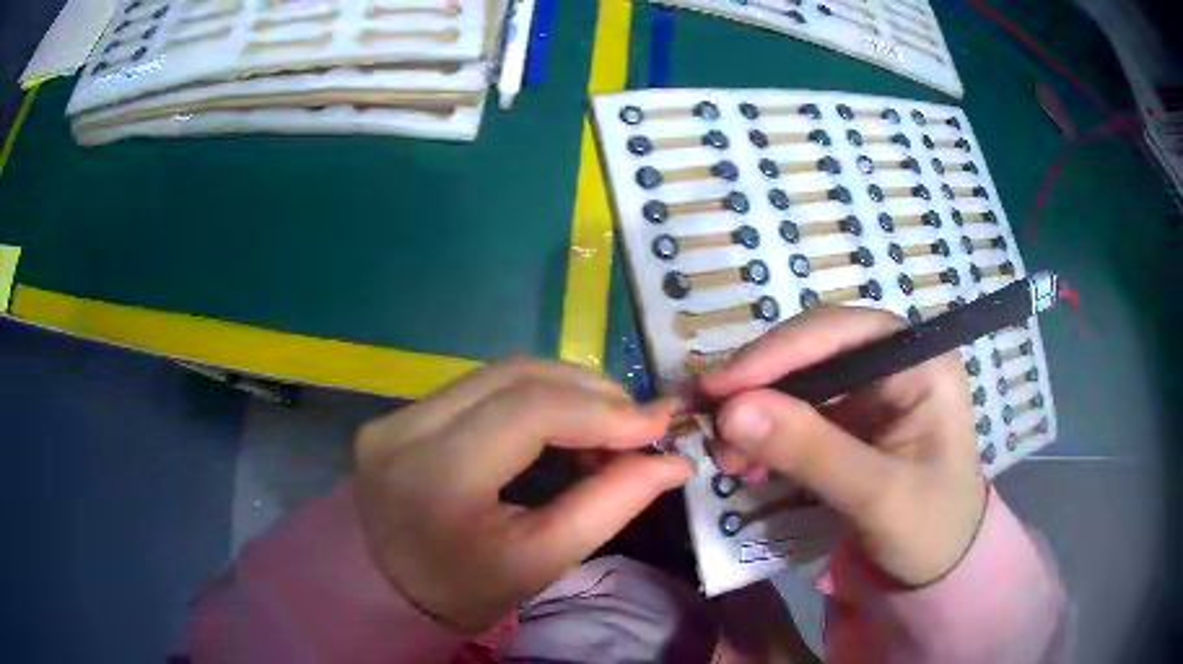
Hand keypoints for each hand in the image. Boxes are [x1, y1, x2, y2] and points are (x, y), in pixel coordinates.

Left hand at [354, 358, 693, 632]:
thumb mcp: (541, 561)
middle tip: (637, 422)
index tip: (659, 423)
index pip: (529, 413)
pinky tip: (560, 420)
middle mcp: (404, 430)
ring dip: (564, 389)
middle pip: (515, 377)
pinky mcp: (399, 413)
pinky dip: (532, 395)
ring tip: (605, 422)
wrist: (389, 590)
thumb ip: (610, 505)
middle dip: (590, 392)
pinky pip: (479, 386)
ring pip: (499, 373)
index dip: (603, 411)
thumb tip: (674, 461)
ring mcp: (395, 415)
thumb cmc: (466, 589)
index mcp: (436, 477)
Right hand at [698, 307, 987, 586]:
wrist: (937, 567)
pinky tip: (745, 462)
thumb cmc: (928, 529)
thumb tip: (730, 411)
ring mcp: (869, 388)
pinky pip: (795, 411)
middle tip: (708, 426)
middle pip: (811, 350)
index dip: (776, 353)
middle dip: (757, 387)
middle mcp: (893, 361)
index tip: (717, 388)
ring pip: (796, 380)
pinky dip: (763, 433)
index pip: (841, 333)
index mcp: (920, 361)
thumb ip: (811, 452)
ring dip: (753, 412)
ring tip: (725, 456)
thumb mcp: (877, 496)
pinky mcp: (849, 417)